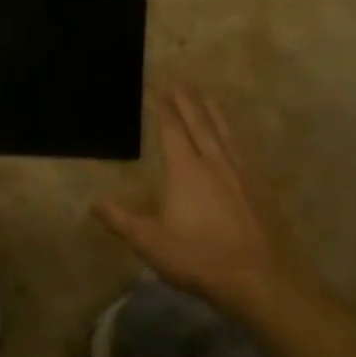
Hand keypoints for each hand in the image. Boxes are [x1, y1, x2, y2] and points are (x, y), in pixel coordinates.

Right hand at [93, 86, 308, 311]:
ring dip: (215, 112)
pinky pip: (245, 150)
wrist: (260, 276)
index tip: (161, 88)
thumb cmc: (199, 257)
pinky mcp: (261, 188)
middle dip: (189, 101)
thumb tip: (93, 203)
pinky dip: (236, 136)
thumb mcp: (151, 243)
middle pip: (201, 123)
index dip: (166, 109)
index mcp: (186, 171)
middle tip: (182, 81)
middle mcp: (215, 162)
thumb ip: (122, 220)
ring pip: (226, 133)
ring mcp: (242, 173)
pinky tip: (237, 140)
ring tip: (209, 96)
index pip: (173, 131)